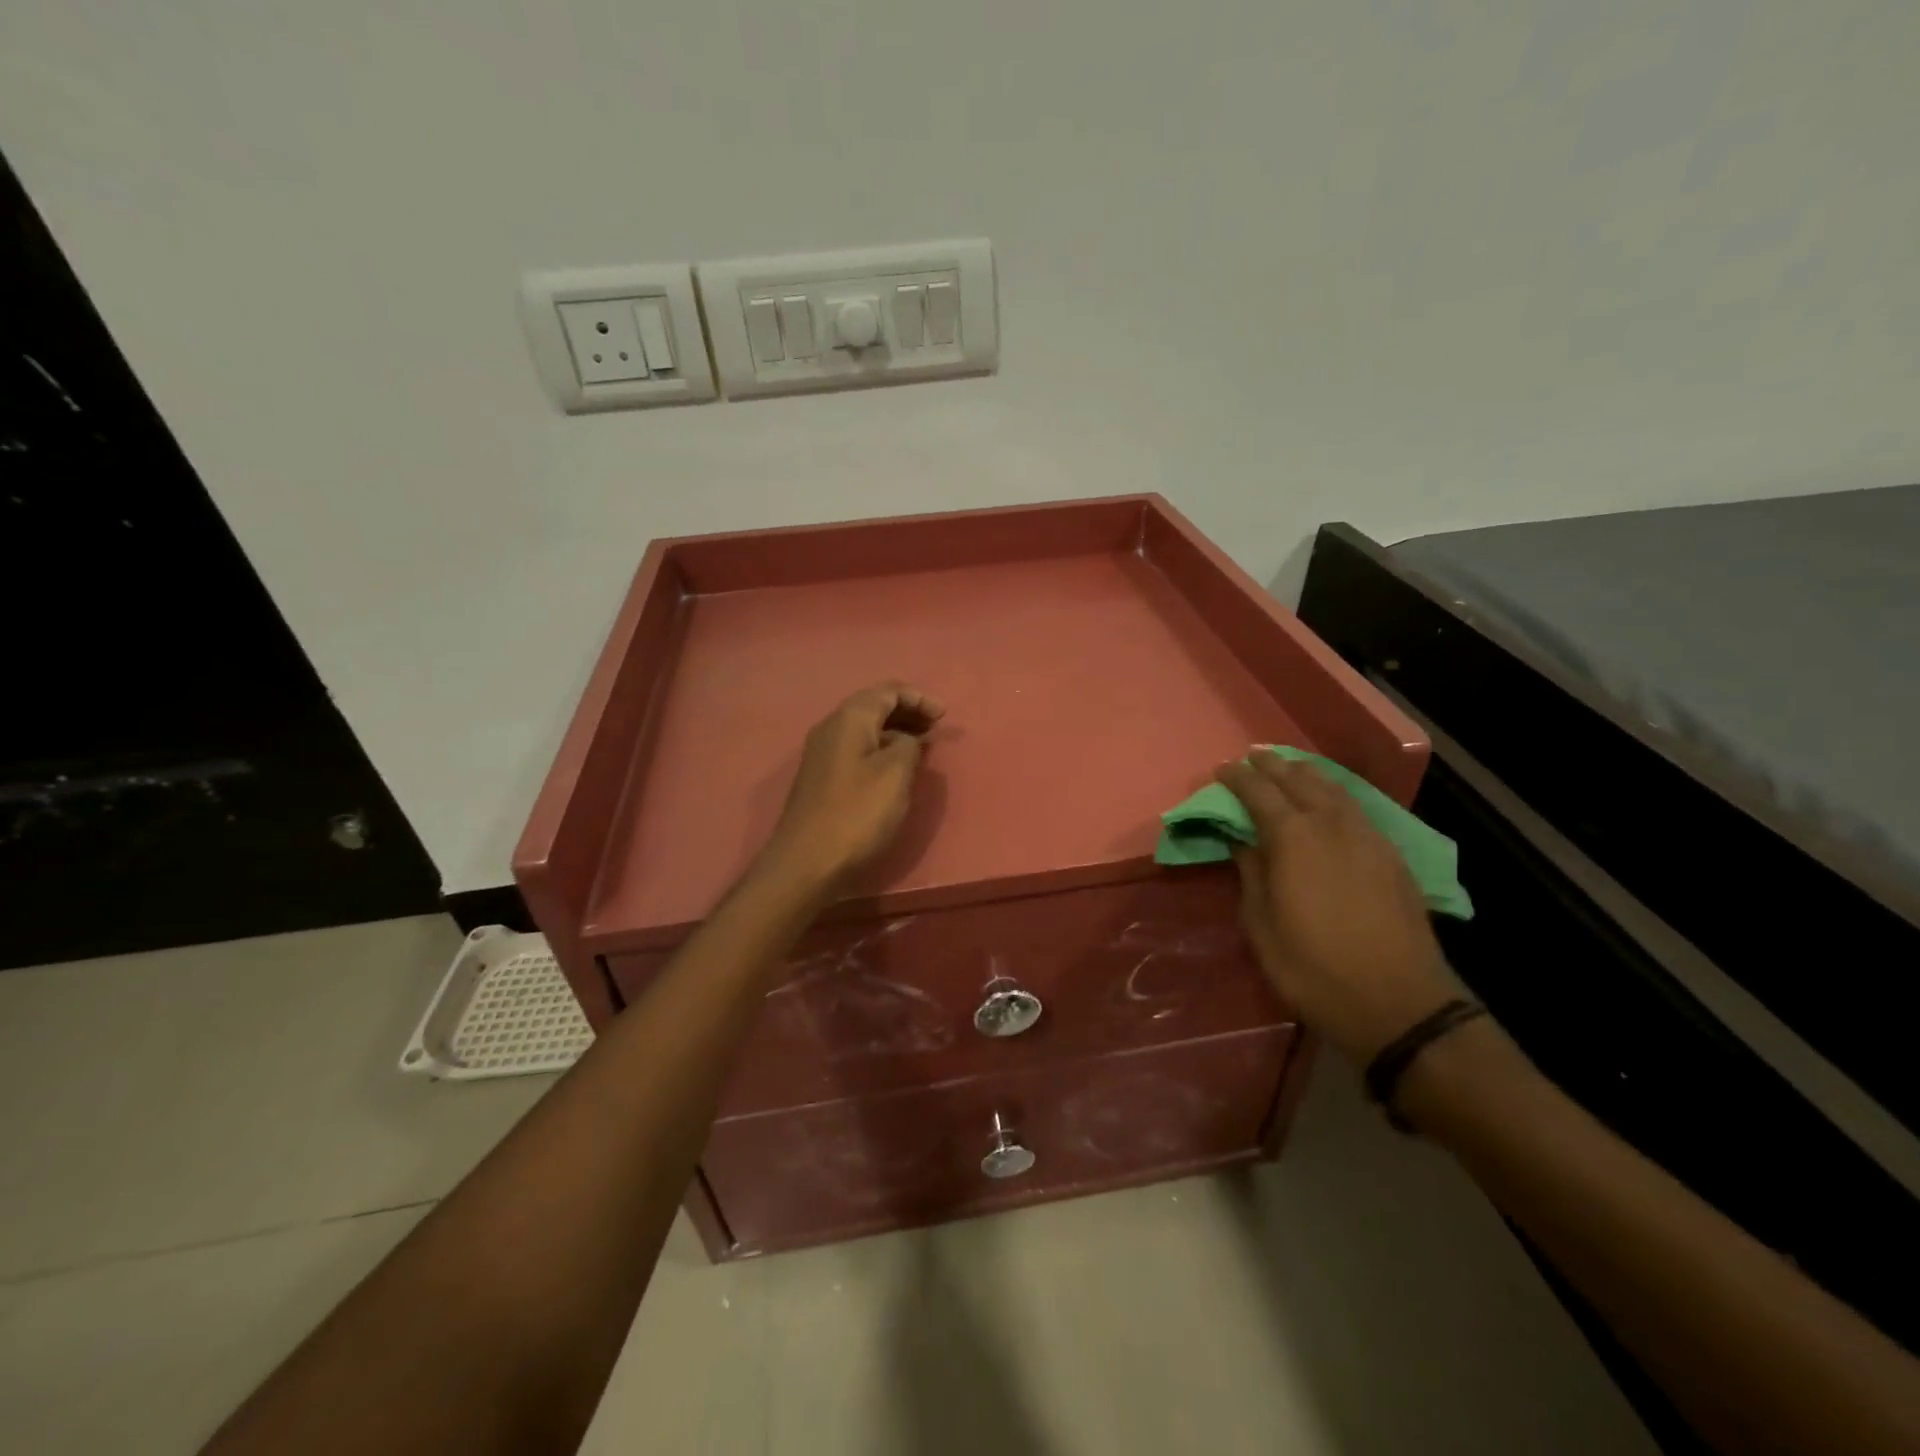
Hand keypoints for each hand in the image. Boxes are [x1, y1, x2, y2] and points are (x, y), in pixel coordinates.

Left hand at [759, 682, 943, 893]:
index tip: (944, 717)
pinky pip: (857, 749)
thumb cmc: (857, 813)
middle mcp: (831, 728)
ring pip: (865, 730)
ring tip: (922, 747)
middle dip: (907, 712)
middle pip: (874, 706)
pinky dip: (881, 750)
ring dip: (896, 732)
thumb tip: (907, 740)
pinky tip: (896, 769)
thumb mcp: (896, 774)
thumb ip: (909, 746)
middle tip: (935, 729)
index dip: (919, 698)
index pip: (887, 691)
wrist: (806, 862)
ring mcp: (822, 754)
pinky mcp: (822, 778)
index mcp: (849, 718)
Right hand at [1217, 751, 1455, 1063]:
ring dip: (1307, 774)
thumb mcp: (1262, 927)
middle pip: (1299, 781)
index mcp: (1293, 840)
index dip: (1237, 778)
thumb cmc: (1314, 970)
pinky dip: (1335, 793)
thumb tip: (1241, 842)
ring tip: (1289, 767)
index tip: (1221, 769)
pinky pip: (1357, 808)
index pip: (1259, 793)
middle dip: (1272, 766)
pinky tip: (1331, 800)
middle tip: (1252, 757)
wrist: (1399, 1004)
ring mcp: (1368, 838)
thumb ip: (1251, 875)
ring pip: (1334, 789)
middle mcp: (1332, 826)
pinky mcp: (1392, 855)